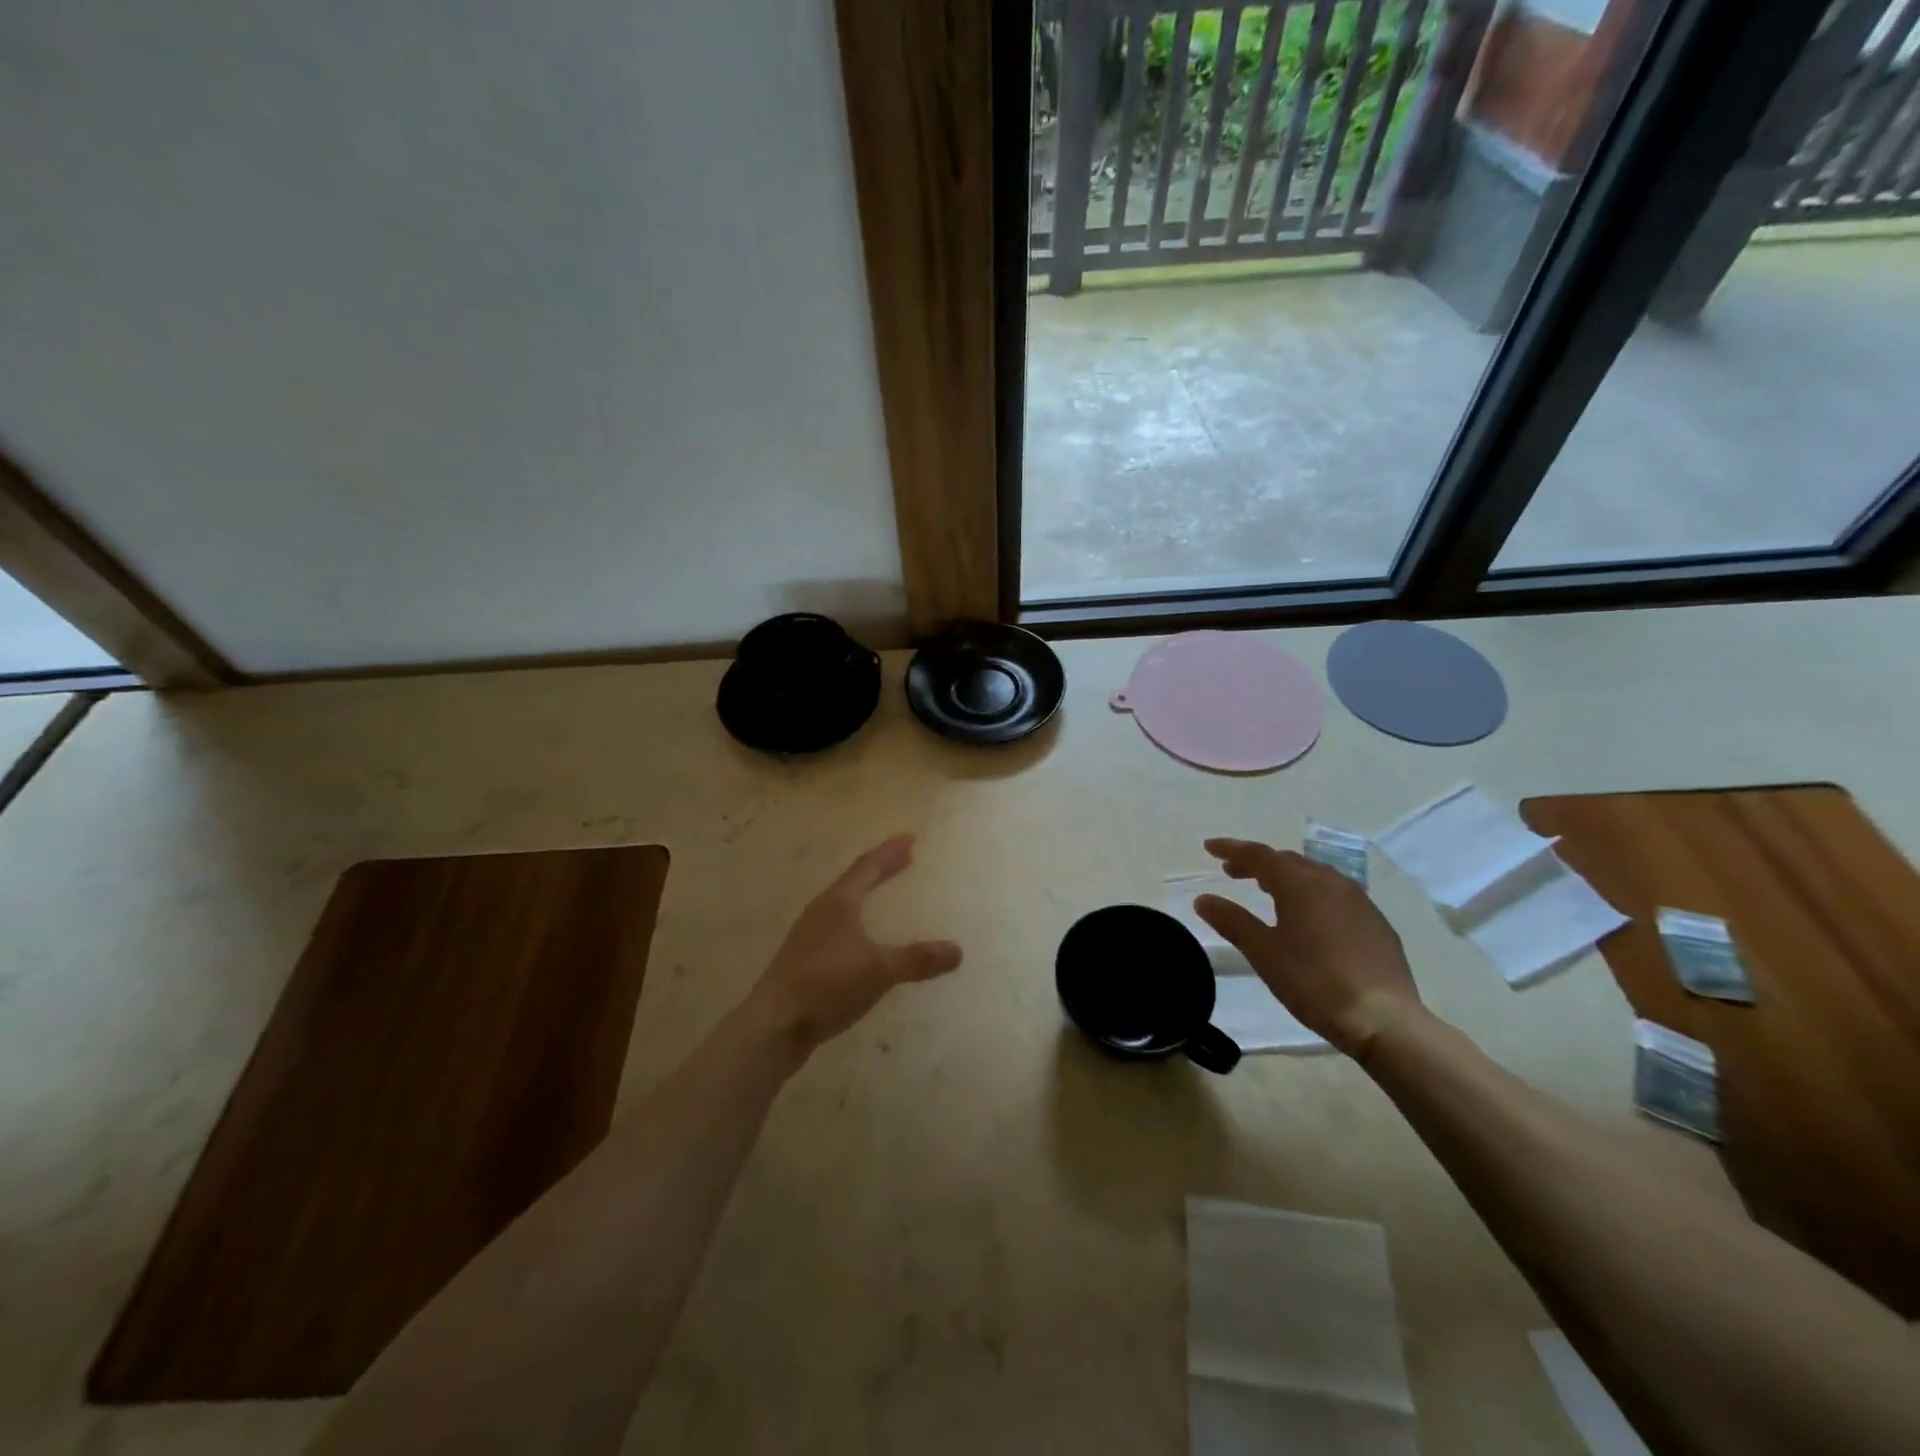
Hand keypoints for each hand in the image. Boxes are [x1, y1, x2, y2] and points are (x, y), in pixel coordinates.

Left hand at [747, 833, 963, 1053]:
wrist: (774, 1025)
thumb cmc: (826, 985)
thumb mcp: (878, 970)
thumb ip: (917, 959)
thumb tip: (957, 951)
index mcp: (838, 903)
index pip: (867, 867)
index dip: (889, 853)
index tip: (909, 838)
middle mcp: (822, 912)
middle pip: (854, 882)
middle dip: (880, 869)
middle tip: (903, 858)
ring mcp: (810, 937)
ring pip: (843, 905)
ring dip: (866, 894)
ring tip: (882, 893)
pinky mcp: (805, 961)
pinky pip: (839, 929)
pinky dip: (858, 923)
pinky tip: (864, 940)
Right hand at [1193, 837, 1421, 1058]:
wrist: (1384, 1019)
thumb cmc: (1314, 982)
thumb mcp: (1263, 953)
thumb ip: (1232, 921)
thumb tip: (1203, 899)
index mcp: (1299, 884)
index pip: (1258, 855)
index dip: (1231, 848)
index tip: (1209, 847)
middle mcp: (1330, 882)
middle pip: (1287, 860)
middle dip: (1257, 862)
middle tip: (1232, 872)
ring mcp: (1358, 900)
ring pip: (1314, 873)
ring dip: (1286, 875)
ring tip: (1268, 889)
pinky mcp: (1376, 921)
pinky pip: (1335, 892)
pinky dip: (1311, 891)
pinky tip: (1309, 915)